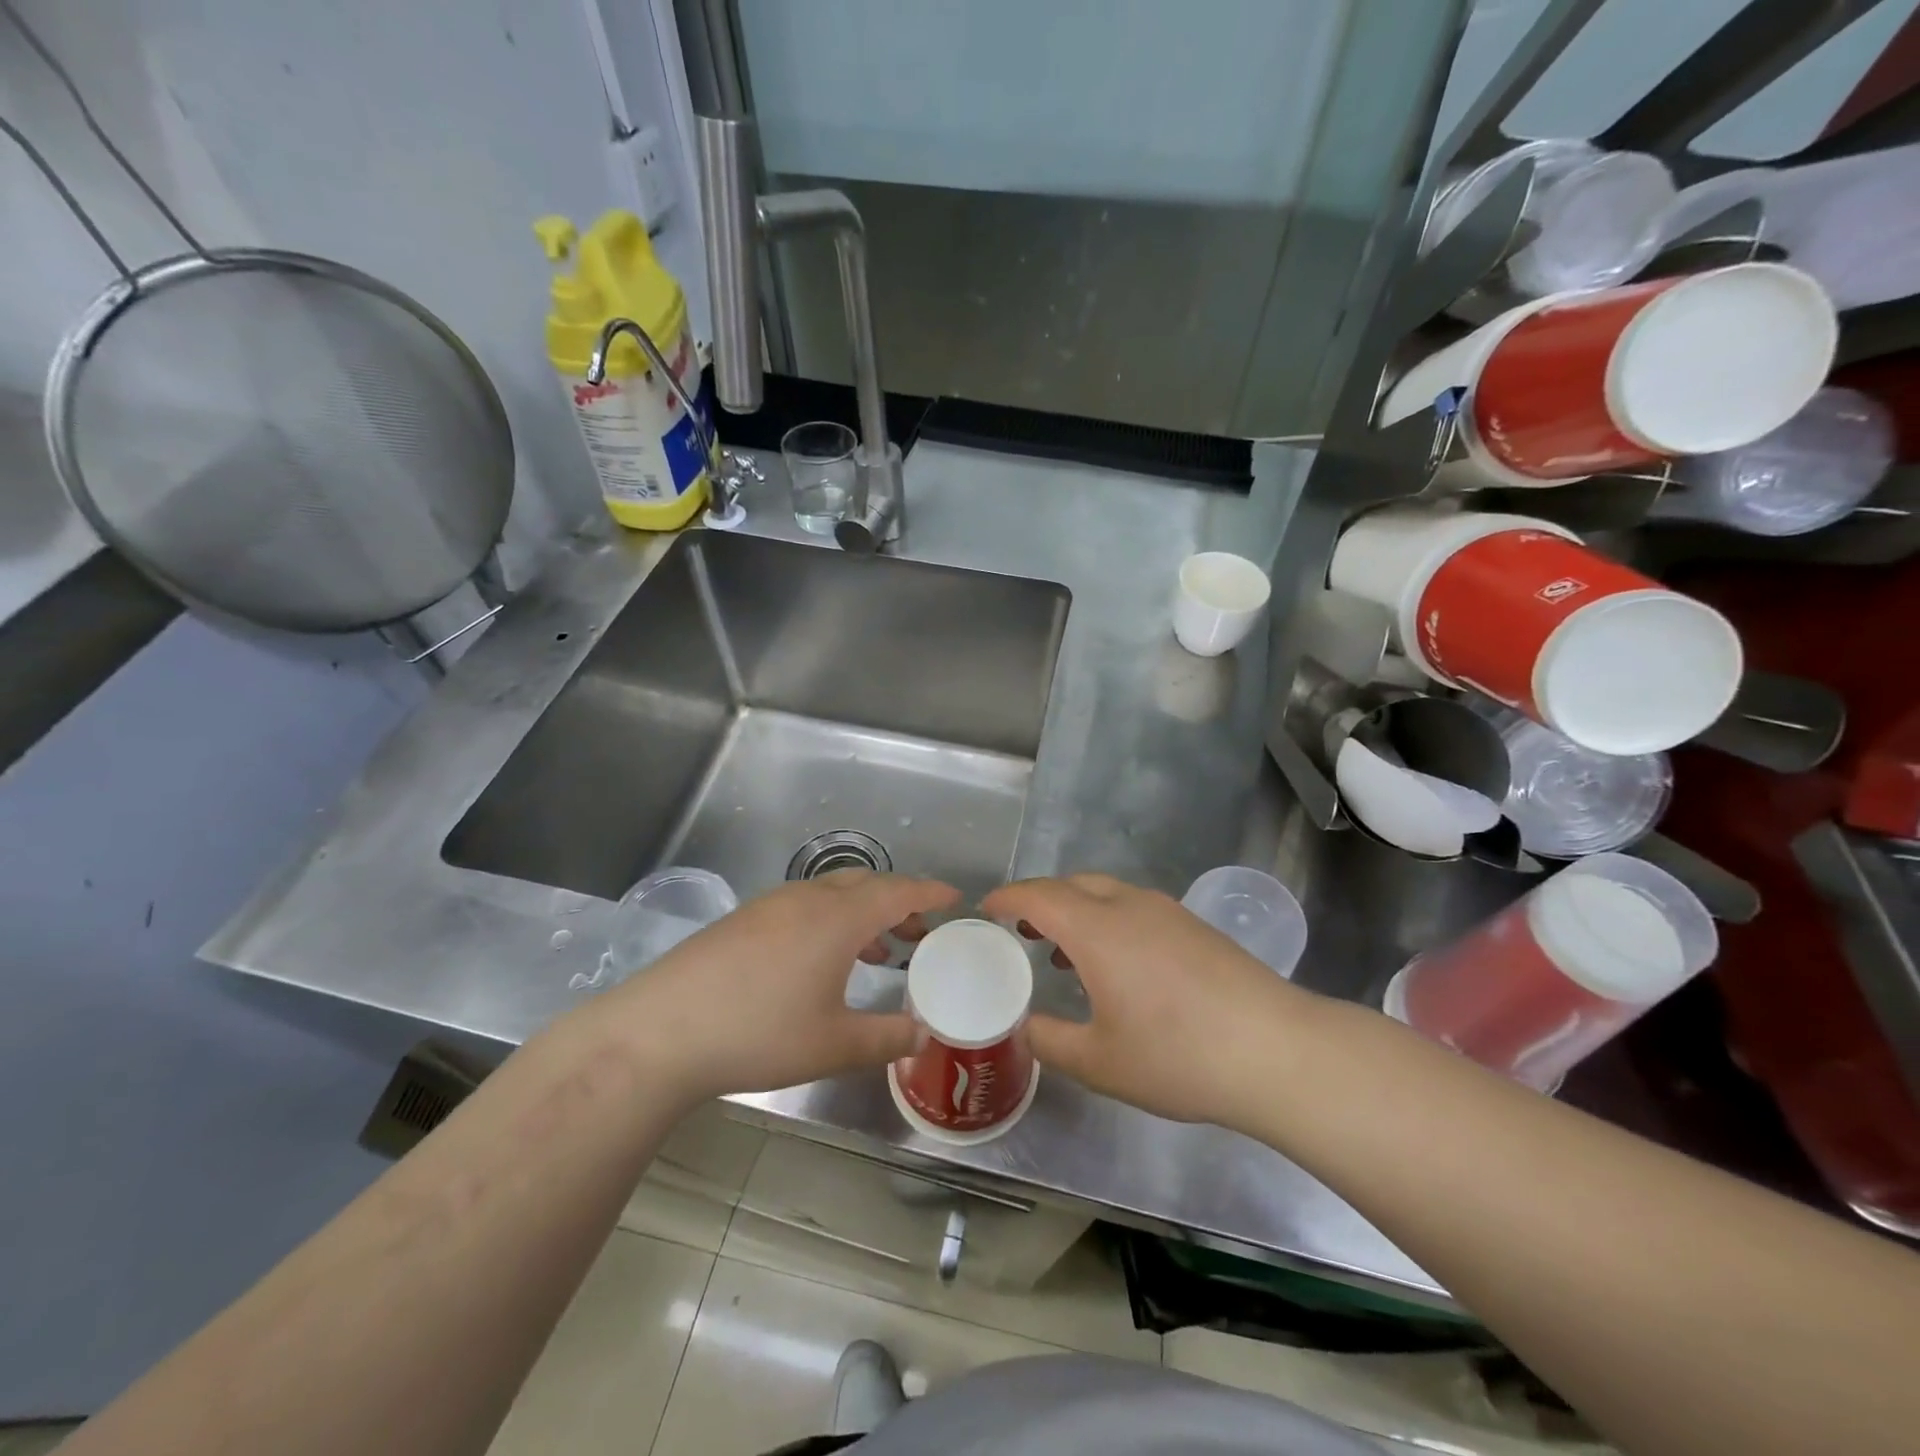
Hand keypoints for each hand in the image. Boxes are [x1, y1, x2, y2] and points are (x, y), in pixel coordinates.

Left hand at [610, 870, 958, 1104]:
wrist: (660, 1031)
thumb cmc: (758, 1034)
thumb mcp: (833, 1045)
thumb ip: (887, 1038)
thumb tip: (924, 1035)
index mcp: (838, 918)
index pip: (898, 891)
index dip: (930, 892)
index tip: (955, 898)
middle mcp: (808, 898)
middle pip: (866, 884)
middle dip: (899, 902)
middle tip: (920, 931)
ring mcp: (771, 905)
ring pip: (833, 894)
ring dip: (863, 912)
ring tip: (879, 949)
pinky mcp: (744, 919)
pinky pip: (805, 905)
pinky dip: (831, 920)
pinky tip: (822, 960)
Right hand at [982, 874, 1318, 1127]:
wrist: (1275, 1051)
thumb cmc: (1177, 1055)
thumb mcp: (1100, 1062)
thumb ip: (1050, 1041)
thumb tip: (1024, 1027)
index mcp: (1097, 928)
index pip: (1038, 895)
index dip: (1007, 897)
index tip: (986, 908)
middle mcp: (1129, 906)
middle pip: (1072, 884)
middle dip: (1040, 899)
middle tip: (1020, 929)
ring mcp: (1167, 912)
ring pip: (1107, 892)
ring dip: (1077, 909)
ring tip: (1063, 949)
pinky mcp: (1195, 926)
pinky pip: (1135, 907)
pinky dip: (1108, 919)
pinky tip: (1117, 963)